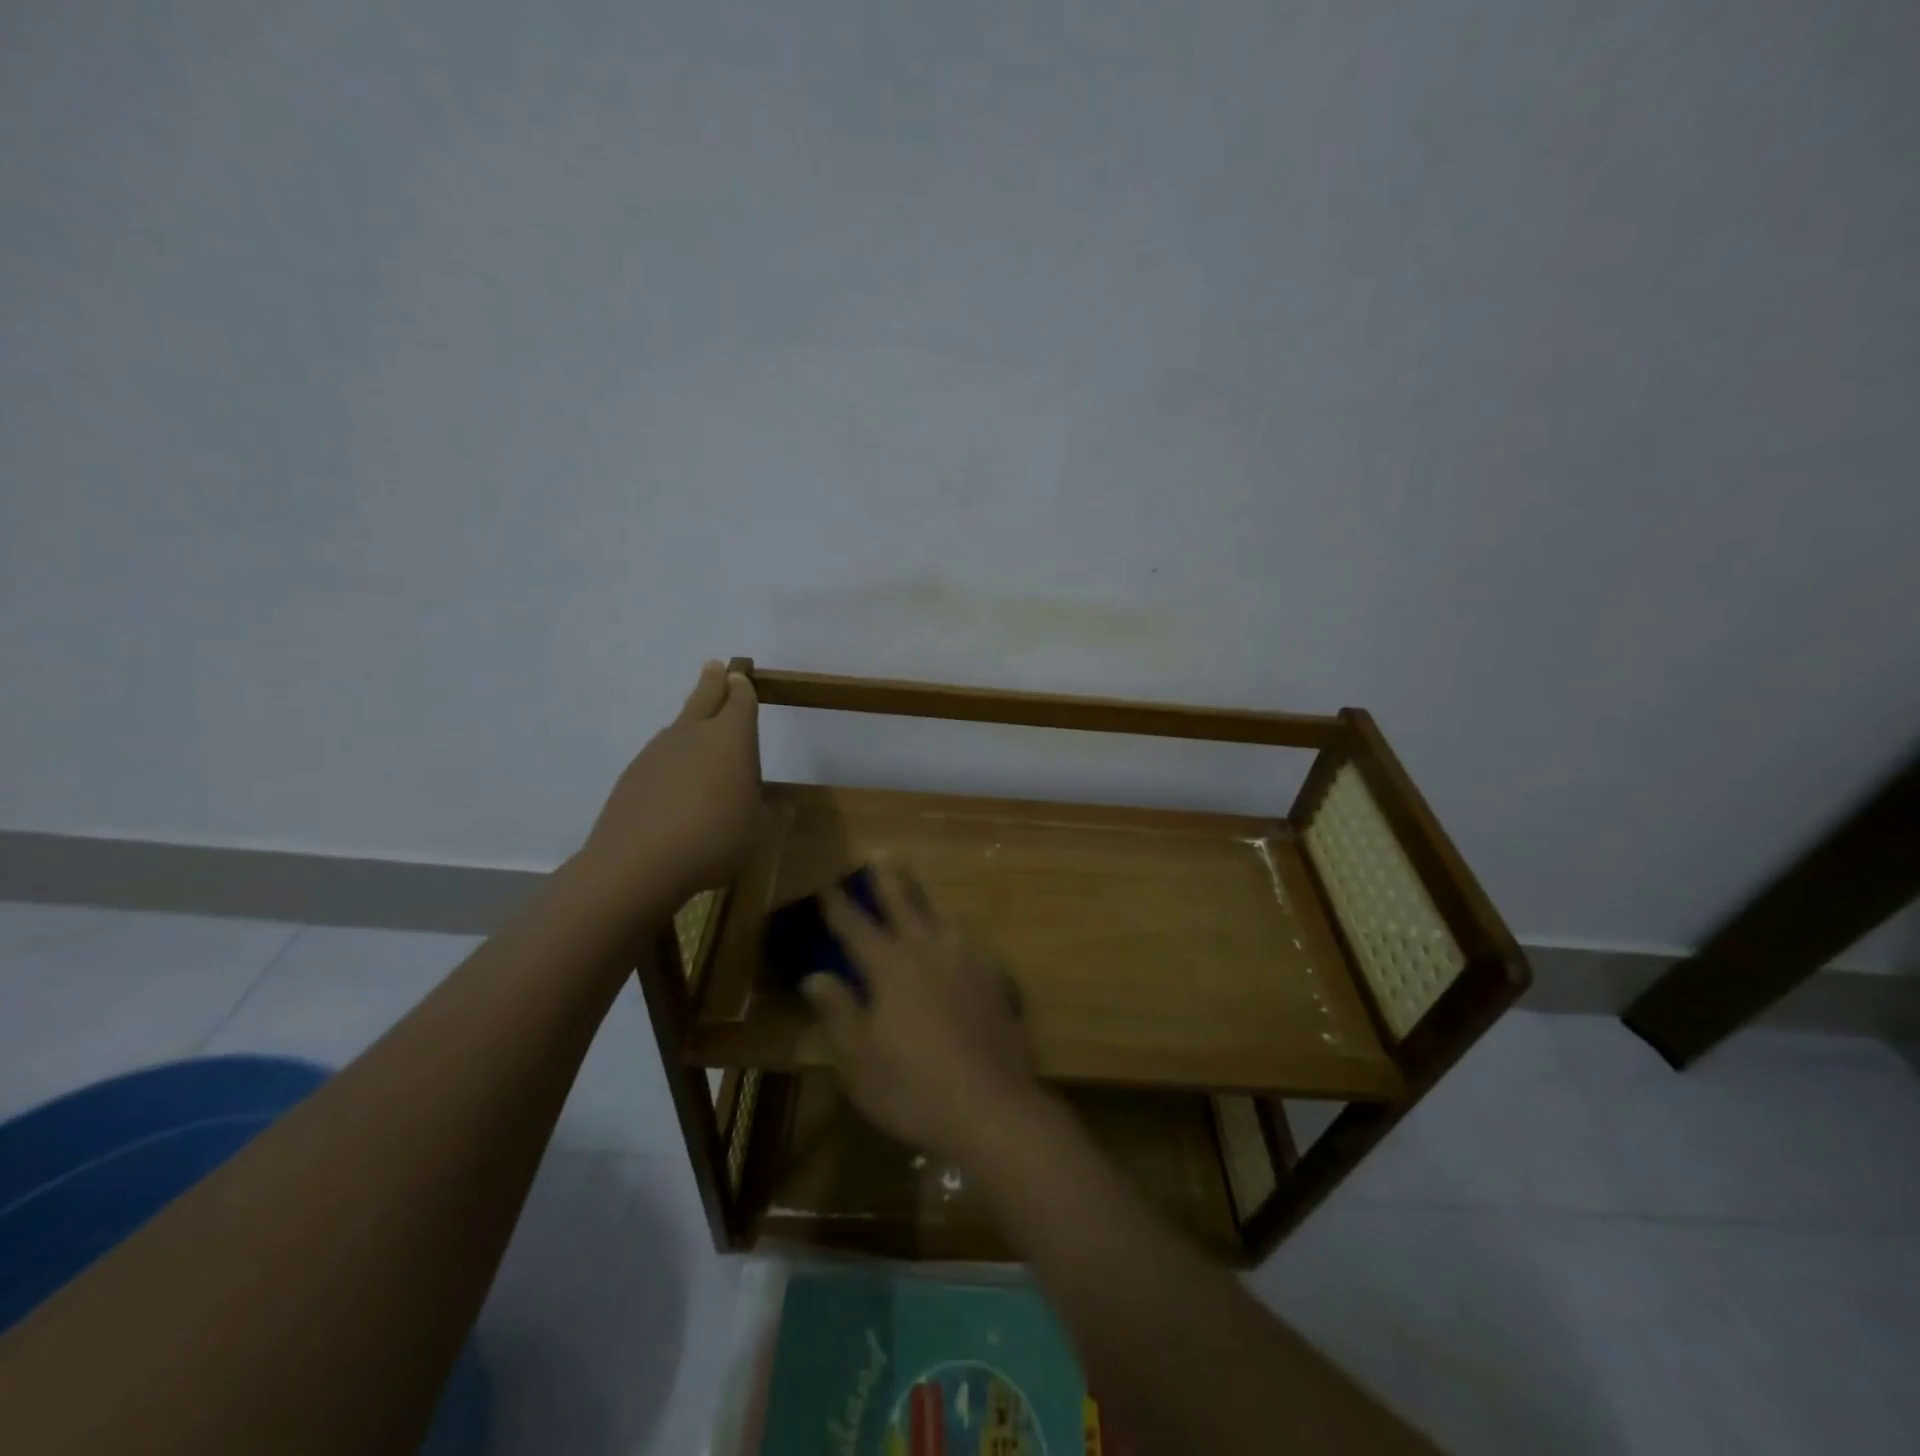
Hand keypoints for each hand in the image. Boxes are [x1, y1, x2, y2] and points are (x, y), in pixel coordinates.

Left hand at [581, 661, 760, 905]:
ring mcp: (657, 752)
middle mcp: (693, 734)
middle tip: (715, 667)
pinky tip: (676, 786)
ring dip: (691, 724)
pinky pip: (660, 758)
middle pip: (704, 697)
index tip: (741, 677)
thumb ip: (770, 814)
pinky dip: (672, 762)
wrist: (638, 864)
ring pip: (679, 728)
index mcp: (732, 738)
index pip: (741, 701)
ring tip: (700, 735)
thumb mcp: (759, 831)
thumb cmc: (715, 839)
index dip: (743, 689)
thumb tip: (779, 806)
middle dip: (713, 681)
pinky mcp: (632, 776)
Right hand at [802, 864, 1043, 1162]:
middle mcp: (930, 951)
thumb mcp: (860, 1060)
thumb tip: (814, 977)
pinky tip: (959, 947)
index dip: (838, 906)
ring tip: (917, 894)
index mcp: (891, 967)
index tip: (827, 885)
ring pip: (942, 920)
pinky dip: (957, 940)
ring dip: (925, 903)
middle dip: (888, 880)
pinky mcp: (997, 979)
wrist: (993, 1107)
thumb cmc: (914, 1089)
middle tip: (881, 855)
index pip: (856, 927)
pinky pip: (971, 947)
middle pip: (905, 905)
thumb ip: (838, 1012)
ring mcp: (968, 961)